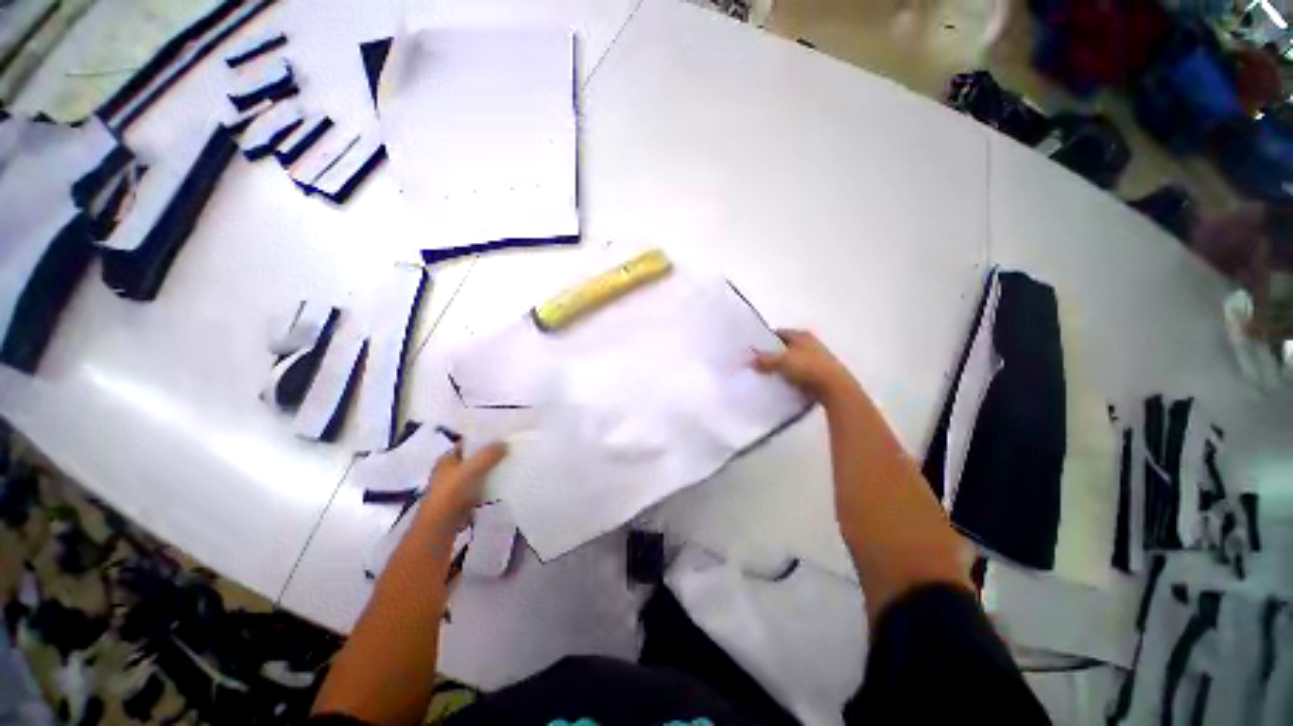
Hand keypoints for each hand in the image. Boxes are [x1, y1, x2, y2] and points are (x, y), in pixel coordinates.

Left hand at [417, 442, 507, 532]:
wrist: (439, 527)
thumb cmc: (451, 493)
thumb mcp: (471, 469)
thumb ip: (489, 455)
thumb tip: (505, 443)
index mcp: (447, 458)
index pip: (468, 443)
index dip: (484, 439)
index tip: (502, 436)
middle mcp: (450, 470)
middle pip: (474, 458)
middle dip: (490, 455)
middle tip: (511, 450)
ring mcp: (456, 486)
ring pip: (478, 473)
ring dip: (492, 470)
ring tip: (511, 464)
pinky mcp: (463, 500)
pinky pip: (480, 487)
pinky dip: (490, 485)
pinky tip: (504, 482)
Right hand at [753, 329, 857, 400]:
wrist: (833, 387)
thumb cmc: (808, 367)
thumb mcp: (782, 361)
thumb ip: (764, 359)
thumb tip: (748, 359)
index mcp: (801, 335)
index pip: (778, 333)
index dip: (765, 340)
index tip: (753, 349)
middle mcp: (808, 343)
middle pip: (784, 347)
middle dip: (771, 354)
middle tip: (756, 363)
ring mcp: (814, 359)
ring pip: (790, 361)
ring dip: (780, 367)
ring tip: (765, 374)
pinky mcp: (816, 373)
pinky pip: (796, 373)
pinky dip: (788, 376)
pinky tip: (779, 383)